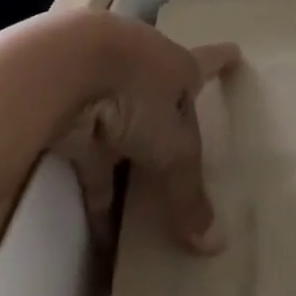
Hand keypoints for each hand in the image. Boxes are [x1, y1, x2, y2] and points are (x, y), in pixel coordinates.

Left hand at [51, 18, 239, 254]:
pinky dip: (98, 197)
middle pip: (161, 96)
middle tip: (184, 141)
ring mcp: (104, 90)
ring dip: (130, 161)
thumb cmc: (135, 92)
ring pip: (123, 127)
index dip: (222, 61)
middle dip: (169, 117)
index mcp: (176, 65)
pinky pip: (90, 164)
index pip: (206, 63)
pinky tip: (104, 237)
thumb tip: (214, 244)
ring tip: (146, 201)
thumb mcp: (172, 149)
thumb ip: (189, 194)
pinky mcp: (72, 117)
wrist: (59, 69)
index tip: (236, 52)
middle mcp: (143, 70)